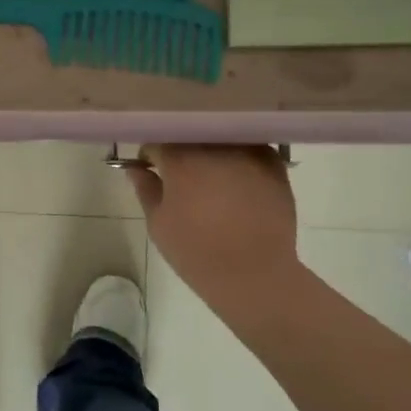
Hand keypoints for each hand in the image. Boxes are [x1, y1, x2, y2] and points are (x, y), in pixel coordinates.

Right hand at [126, 145, 301, 301]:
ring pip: (221, 140)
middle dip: (182, 151)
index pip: (157, 142)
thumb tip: (135, 168)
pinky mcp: (274, 165)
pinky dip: (241, 160)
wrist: (254, 274)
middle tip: (181, 177)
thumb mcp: (159, 224)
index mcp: (181, 159)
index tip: (151, 171)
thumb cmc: (196, 252)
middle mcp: (215, 147)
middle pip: (191, 136)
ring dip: (212, 153)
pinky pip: (250, 150)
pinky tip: (239, 182)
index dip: (150, 157)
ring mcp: (248, 153)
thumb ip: (146, 189)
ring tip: (212, 179)